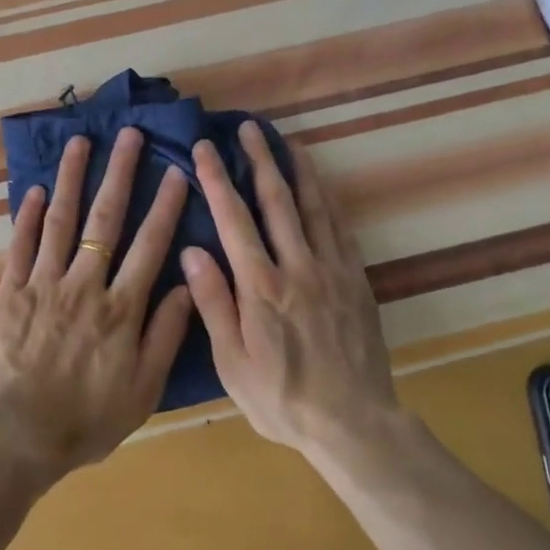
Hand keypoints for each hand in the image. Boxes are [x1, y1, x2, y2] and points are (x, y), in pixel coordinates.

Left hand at [0, 127, 193, 486]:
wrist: (17, 435)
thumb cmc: (86, 419)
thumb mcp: (143, 389)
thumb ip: (165, 335)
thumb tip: (186, 286)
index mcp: (121, 308)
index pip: (150, 246)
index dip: (166, 207)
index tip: (177, 172)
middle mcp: (84, 284)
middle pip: (105, 219)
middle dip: (120, 173)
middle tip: (129, 135)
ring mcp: (43, 284)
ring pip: (60, 220)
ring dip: (71, 178)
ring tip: (80, 142)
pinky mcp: (10, 292)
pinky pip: (19, 246)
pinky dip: (26, 216)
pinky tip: (33, 190)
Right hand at [180, 123, 399, 453]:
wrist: (353, 423)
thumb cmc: (282, 399)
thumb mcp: (232, 362)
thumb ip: (213, 303)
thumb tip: (192, 249)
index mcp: (260, 286)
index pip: (233, 219)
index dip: (216, 179)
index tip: (204, 148)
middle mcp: (297, 267)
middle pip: (276, 201)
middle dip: (258, 159)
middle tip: (247, 127)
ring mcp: (332, 270)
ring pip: (313, 206)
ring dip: (297, 169)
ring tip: (286, 139)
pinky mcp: (357, 280)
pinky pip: (340, 229)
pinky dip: (328, 200)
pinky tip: (321, 186)